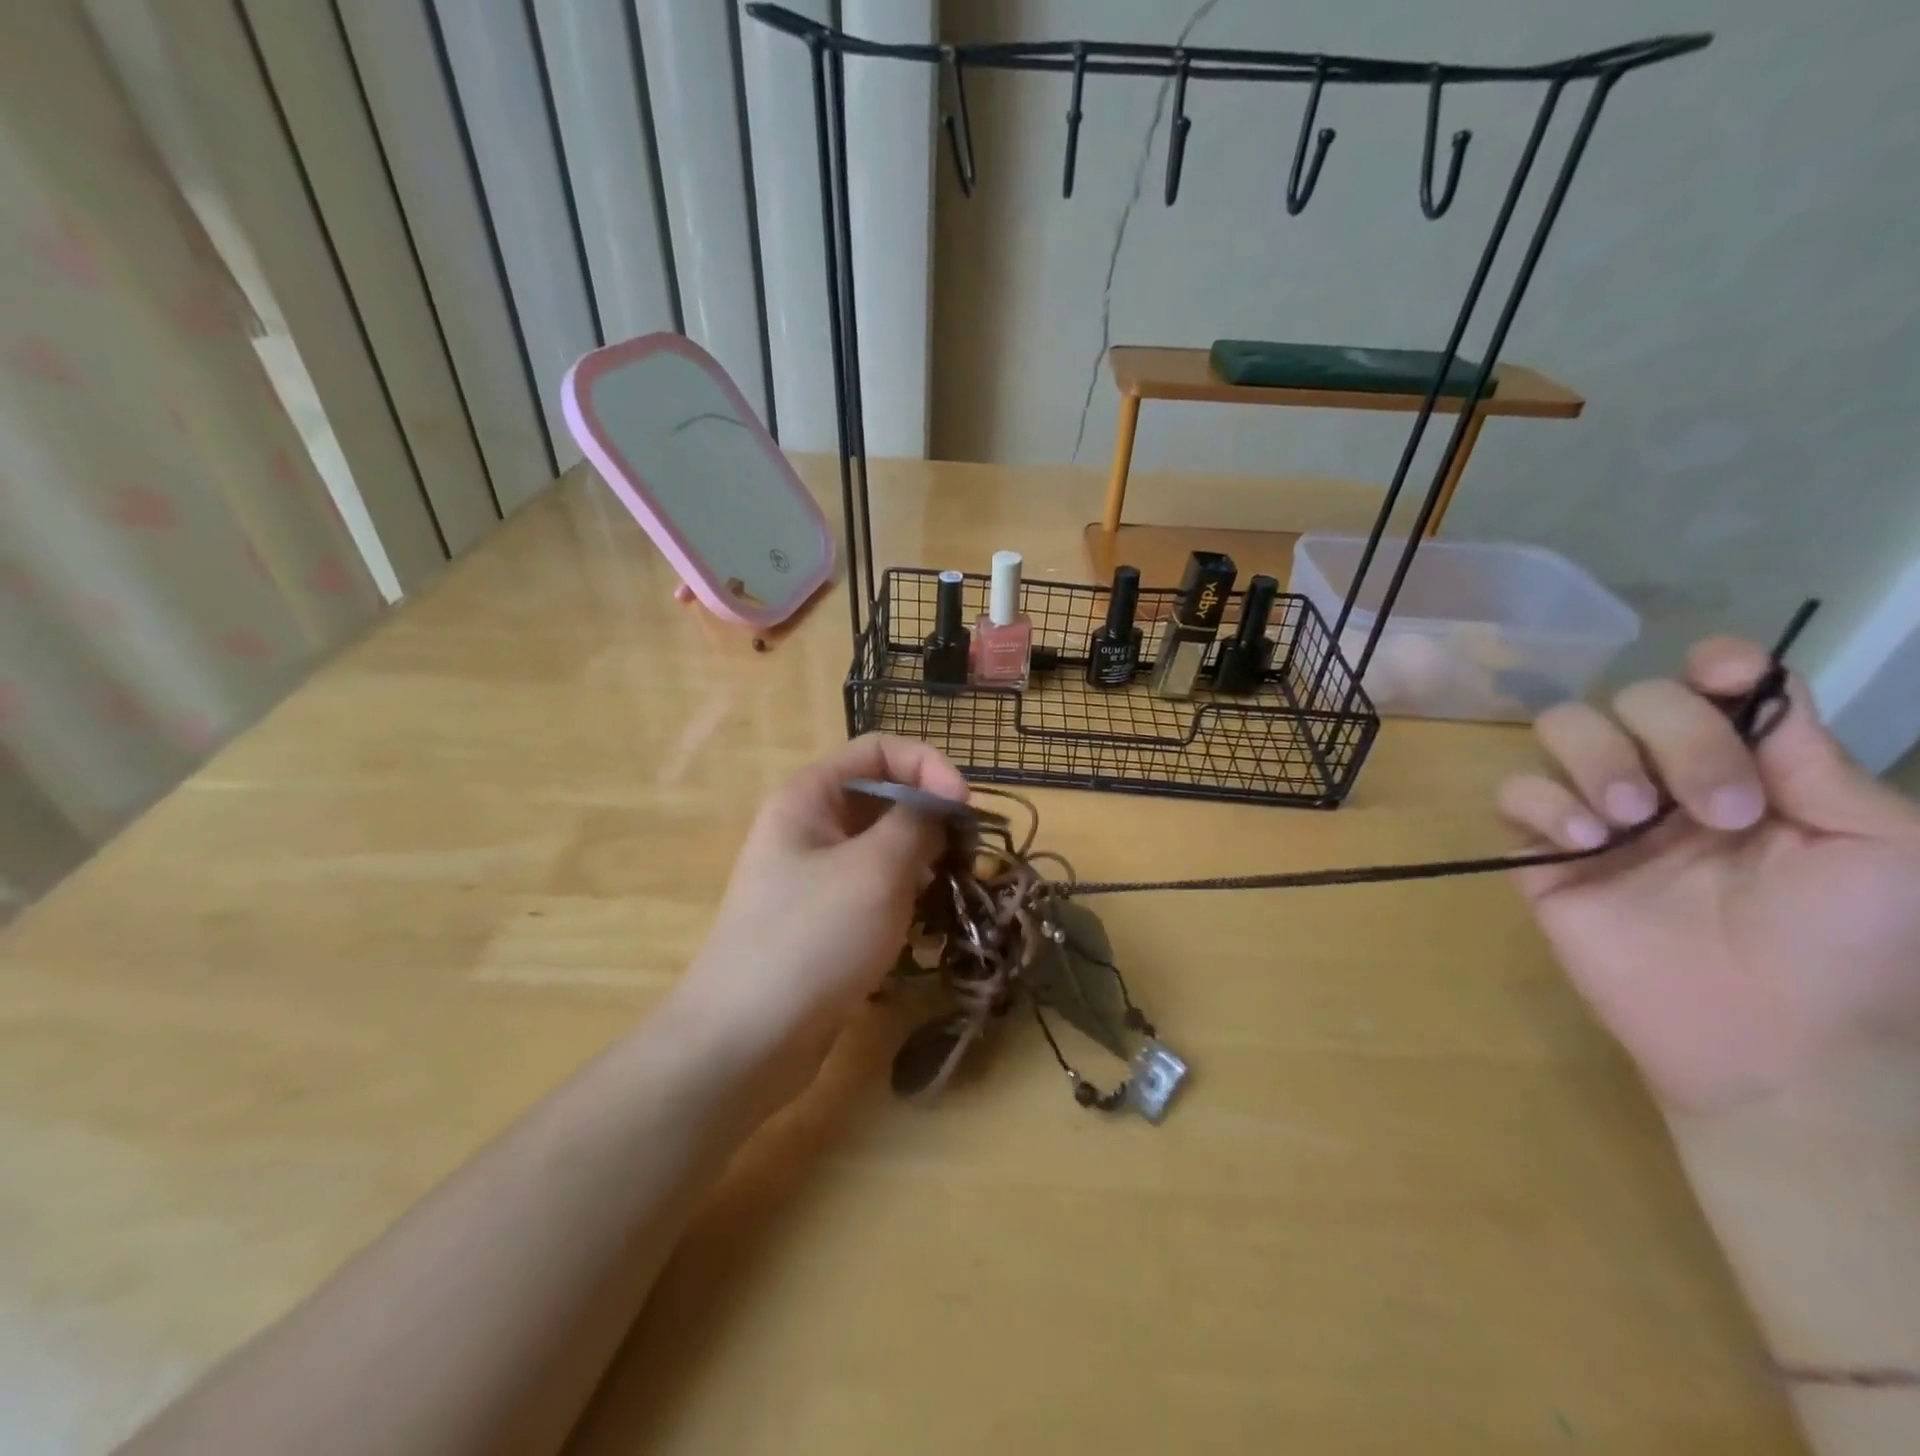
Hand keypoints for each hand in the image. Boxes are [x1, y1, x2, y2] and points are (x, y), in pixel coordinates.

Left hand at [672, 734, 967, 1111]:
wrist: (746, 1041)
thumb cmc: (812, 938)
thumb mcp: (876, 870)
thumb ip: (917, 823)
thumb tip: (941, 804)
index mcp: (810, 796)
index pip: (880, 749)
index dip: (928, 765)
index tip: (964, 808)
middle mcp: (810, 826)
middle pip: (884, 795)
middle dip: (931, 816)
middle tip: (969, 854)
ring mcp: (815, 875)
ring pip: (883, 845)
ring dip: (923, 859)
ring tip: (953, 888)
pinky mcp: (825, 919)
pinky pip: (875, 887)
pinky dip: (906, 894)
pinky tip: (927, 922)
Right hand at [1497, 637, 1919, 1113]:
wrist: (1770, 1040)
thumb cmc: (1849, 949)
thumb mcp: (1882, 849)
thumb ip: (1819, 764)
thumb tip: (1757, 692)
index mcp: (1748, 769)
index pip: (1712, 686)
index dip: (1714, 664)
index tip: (1723, 677)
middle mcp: (1665, 777)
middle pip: (1634, 697)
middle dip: (1675, 737)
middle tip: (1718, 813)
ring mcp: (1597, 812)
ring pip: (1561, 728)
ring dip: (1599, 759)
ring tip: (1631, 820)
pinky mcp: (1540, 851)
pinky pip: (1513, 792)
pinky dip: (1544, 803)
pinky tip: (1586, 843)